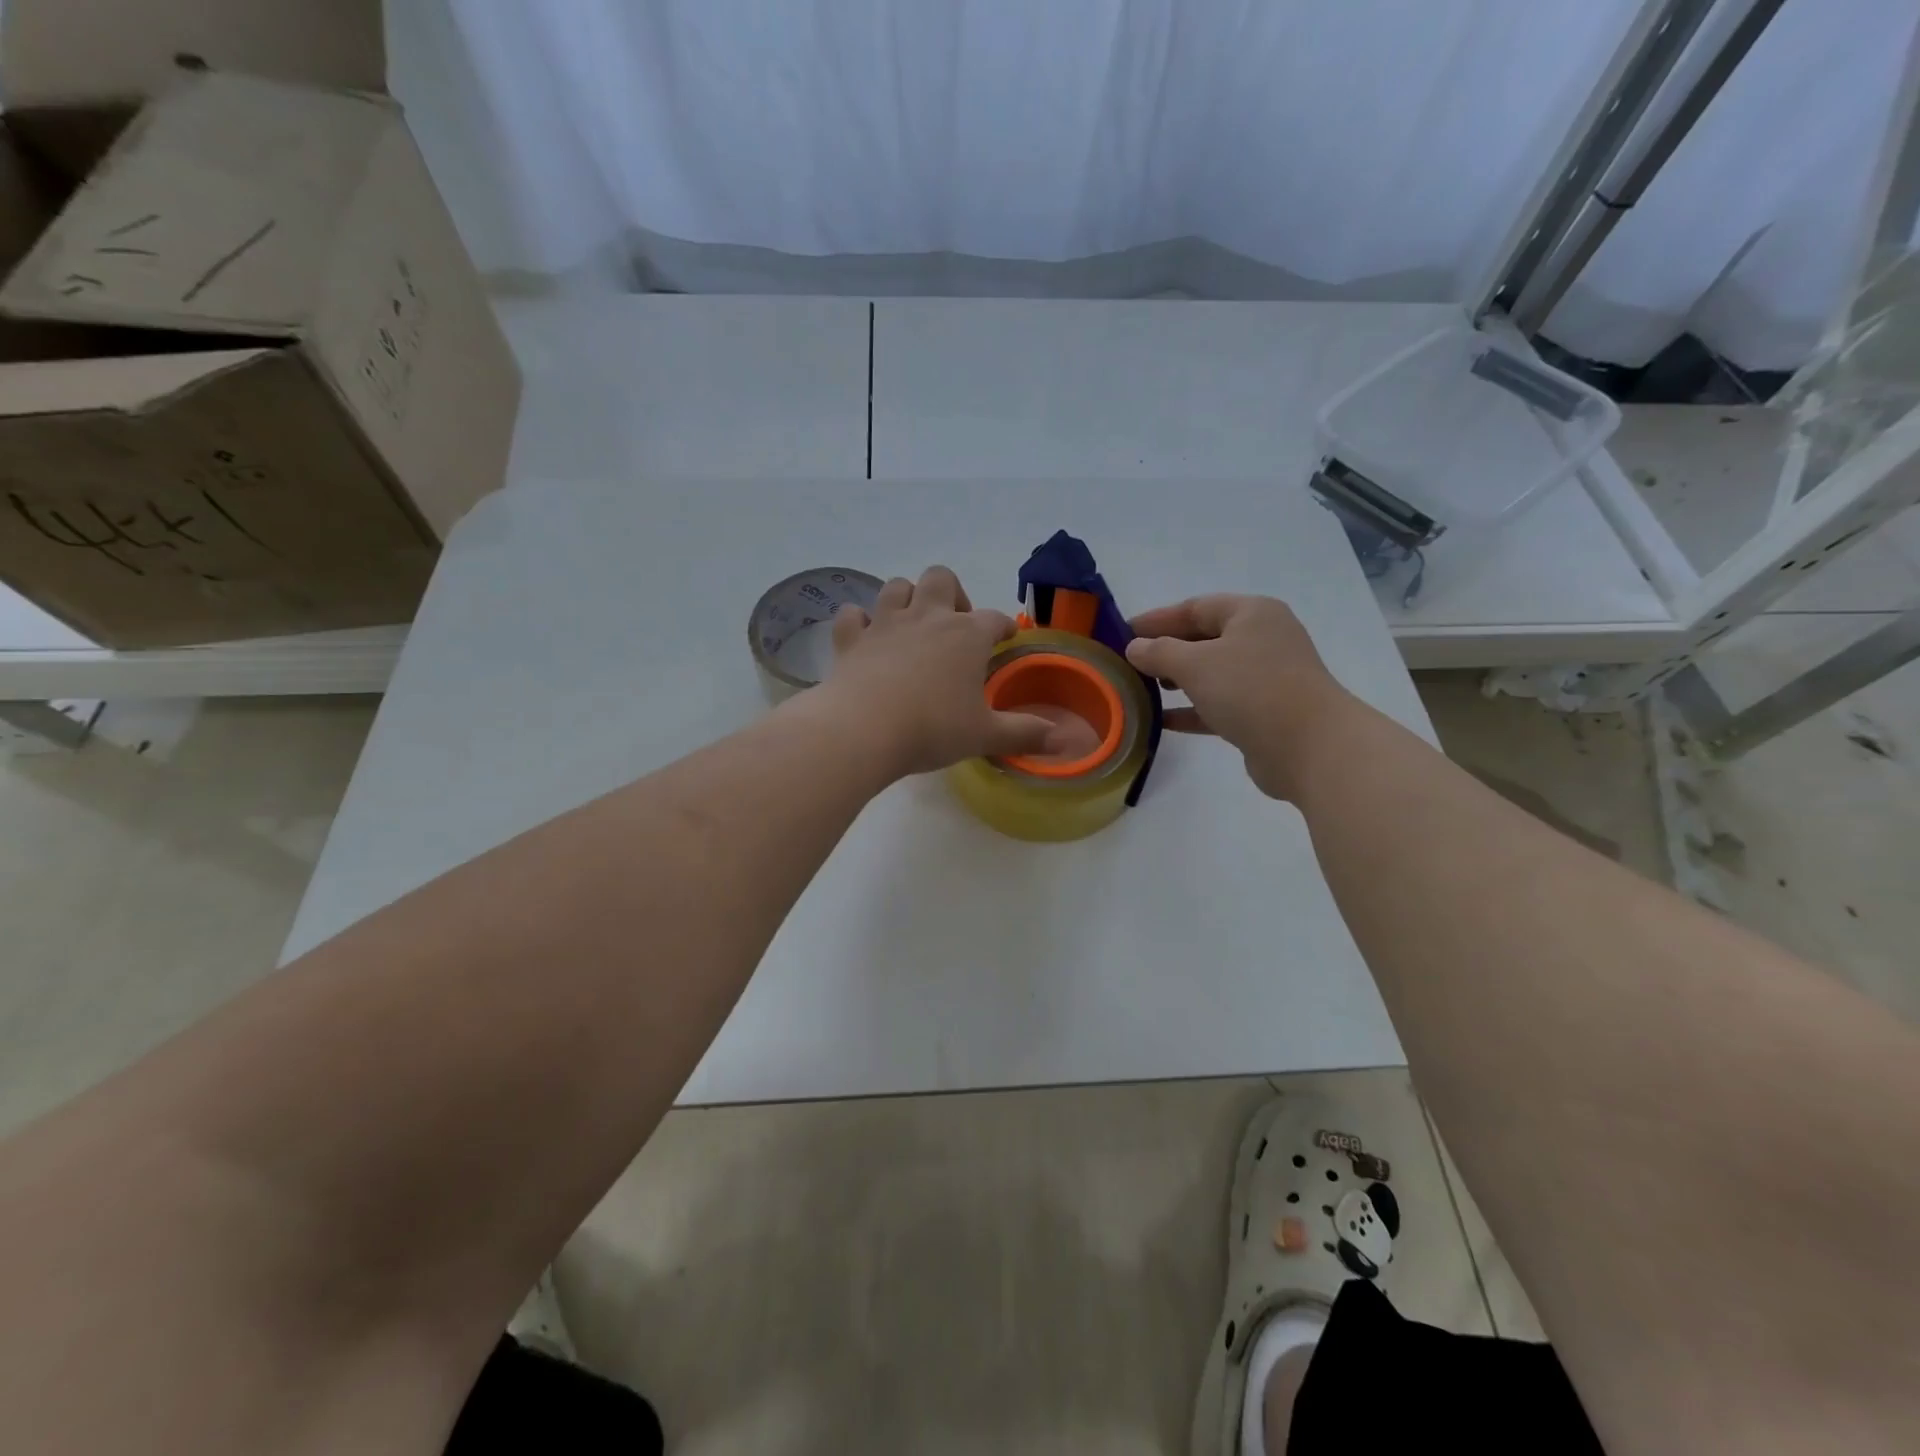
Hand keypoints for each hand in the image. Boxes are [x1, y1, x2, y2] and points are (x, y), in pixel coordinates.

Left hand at [811, 566, 1058, 777]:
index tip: (1006, 638)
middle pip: (942, 578)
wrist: (863, 730)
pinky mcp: (851, 639)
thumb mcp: (985, 736)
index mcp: (967, 636)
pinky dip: (860, 621)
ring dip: (906, 598)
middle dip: (952, 593)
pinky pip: (853, 615)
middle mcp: (928, 617)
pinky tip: (865, 636)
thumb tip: (1068, 743)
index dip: (1003, 627)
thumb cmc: (933, 729)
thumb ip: (1025, 735)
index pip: (994, 619)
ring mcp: (885, 623)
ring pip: (897, 586)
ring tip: (913, 624)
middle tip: (955, 624)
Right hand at [1126, 595, 1352, 800]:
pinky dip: (1192, 709)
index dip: (1158, 618)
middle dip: (1167, 649)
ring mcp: (1266, 678)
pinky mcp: (1263, 713)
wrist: (1309, 747)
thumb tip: (1135, 648)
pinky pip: (1219, 704)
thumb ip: (1159, 652)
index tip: (1123, 632)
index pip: (1196, 606)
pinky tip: (1163, 720)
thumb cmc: (1251, 689)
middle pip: (1205, 638)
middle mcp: (1262, 639)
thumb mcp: (1195, 664)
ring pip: (1212, 673)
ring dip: (1178, 680)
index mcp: (1251, 614)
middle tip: (1130, 662)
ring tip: (1143, 689)